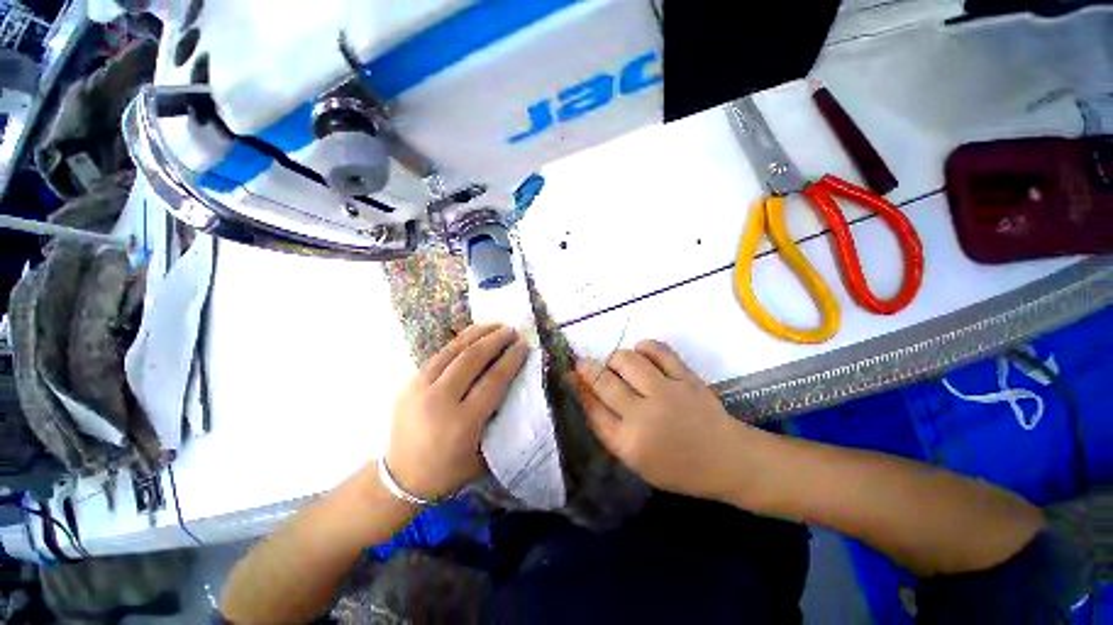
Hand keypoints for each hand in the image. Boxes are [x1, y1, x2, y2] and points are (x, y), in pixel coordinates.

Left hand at [387, 323, 527, 501]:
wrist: (400, 478)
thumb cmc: (449, 470)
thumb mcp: (484, 454)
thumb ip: (499, 420)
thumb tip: (514, 387)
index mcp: (463, 422)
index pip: (493, 379)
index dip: (511, 359)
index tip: (524, 345)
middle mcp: (440, 400)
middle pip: (473, 358)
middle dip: (496, 340)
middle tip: (512, 330)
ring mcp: (420, 388)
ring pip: (454, 350)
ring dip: (478, 333)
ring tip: (496, 325)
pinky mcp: (409, 383)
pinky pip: (439, 355)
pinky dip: (459, 341)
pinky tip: (472, 335)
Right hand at [574, 340, 748, 499]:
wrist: (726, 459)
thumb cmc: (678, 467)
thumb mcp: (636, 461)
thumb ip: (610, 430)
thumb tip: (587, 396)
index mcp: (629, 443)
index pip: (592, 409)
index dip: (578, 388)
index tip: (570, 376)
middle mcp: (644, 416)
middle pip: (604, 382)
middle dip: (587, 368)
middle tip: (582, 363)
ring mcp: (667, 393)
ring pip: (627, 360)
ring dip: (615, 359)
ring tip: (617, 365)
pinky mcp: (686, 378)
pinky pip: (658, 350)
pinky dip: (644, 347)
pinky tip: (641, 353)